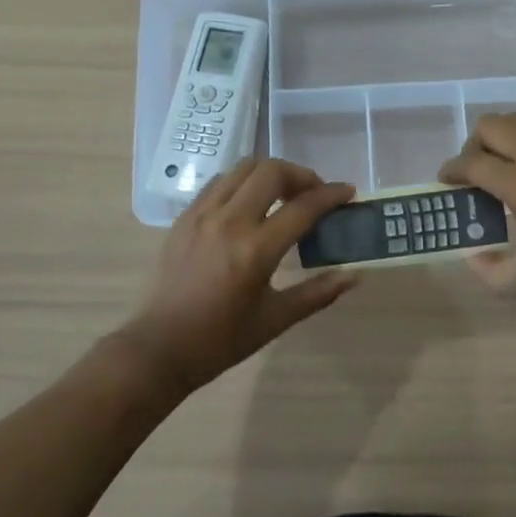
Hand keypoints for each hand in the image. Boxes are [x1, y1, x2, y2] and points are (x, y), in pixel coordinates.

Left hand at [121, 158, 359, 394]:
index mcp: (255, 251)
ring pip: (243, 168)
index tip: (348, 192)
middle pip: (271, 171)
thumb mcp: (276, 319)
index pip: (303, 207)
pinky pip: (219, 182)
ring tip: (283, 194)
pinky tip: (250, 203)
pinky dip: (242, 182)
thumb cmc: (221, 340)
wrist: (160, 348)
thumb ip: (318, 293)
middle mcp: (229, 222)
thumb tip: (355, 275)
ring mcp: (202, 215)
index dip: (331, 195)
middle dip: (301, 175)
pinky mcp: (185, 217)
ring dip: (270, 173)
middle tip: (313, 194)